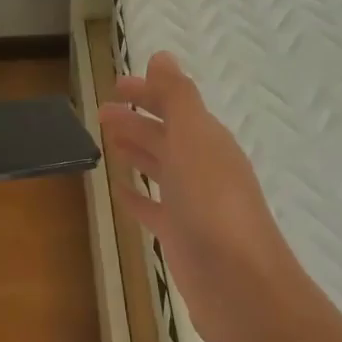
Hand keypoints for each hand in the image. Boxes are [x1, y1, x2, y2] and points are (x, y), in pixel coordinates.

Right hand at [99, 52, 303, 341]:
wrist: (239, 285)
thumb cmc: (213, 205)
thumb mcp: (194, 140)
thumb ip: (177, 98)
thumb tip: (161, 57)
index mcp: (208, 141)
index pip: (176, 106)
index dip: (148, 93)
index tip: (115, 86)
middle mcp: (204, 168)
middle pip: (167, 136)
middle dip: (137, 121)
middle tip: (102, 113)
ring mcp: (194, 204)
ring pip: (160, 169)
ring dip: (137, 152)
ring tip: (107, 142)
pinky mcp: (182, 237)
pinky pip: (154, 208)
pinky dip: (138, 196)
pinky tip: (119, 191)